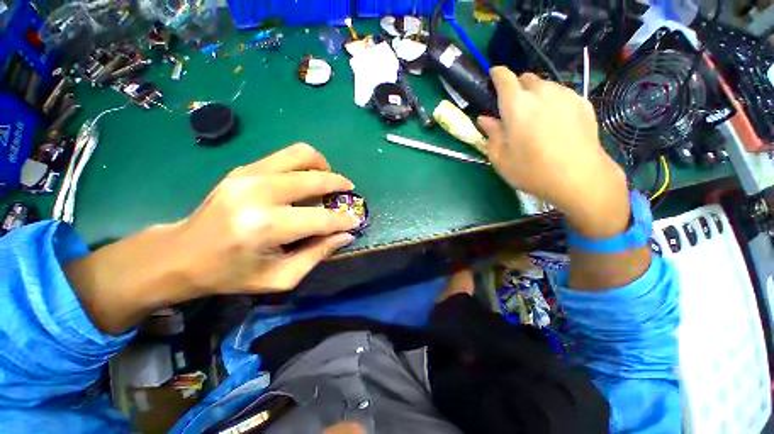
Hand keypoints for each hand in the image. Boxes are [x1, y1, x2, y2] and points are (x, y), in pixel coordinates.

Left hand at [65, 144, 359, 333]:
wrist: (182, 254)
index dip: (343, 220)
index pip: (320, 219)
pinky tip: (305, 180)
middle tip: (347, 193)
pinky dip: (304, 164)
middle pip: (314, 178)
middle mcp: (258, 193)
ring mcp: (248, 175)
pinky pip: (285, 155)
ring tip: (328, 180)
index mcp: (266, 227)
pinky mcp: (243, 169)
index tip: (355, 221)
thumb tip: (345, 235)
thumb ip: (317, 255)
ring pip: (301, 154)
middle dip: (339, 184)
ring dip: (322, 165)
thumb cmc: (231, 273)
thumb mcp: (280, 277)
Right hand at [478, 67, 629, 237]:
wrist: (579, 177)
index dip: (497, 75)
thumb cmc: (531, 170)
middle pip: (526, 78)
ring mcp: (565, 95)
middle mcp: (541, 92)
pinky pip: (561, 94)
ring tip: (535, 116)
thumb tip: (484, 119)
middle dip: (516, 88)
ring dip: (535, 95)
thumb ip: (491, 134)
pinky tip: (554, 122)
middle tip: (513, 108)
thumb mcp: (500, 158)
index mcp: (516, 105)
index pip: (504, 77)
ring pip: (545, 85)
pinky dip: (553, 101)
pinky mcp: (582, 103)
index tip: (493, 78)